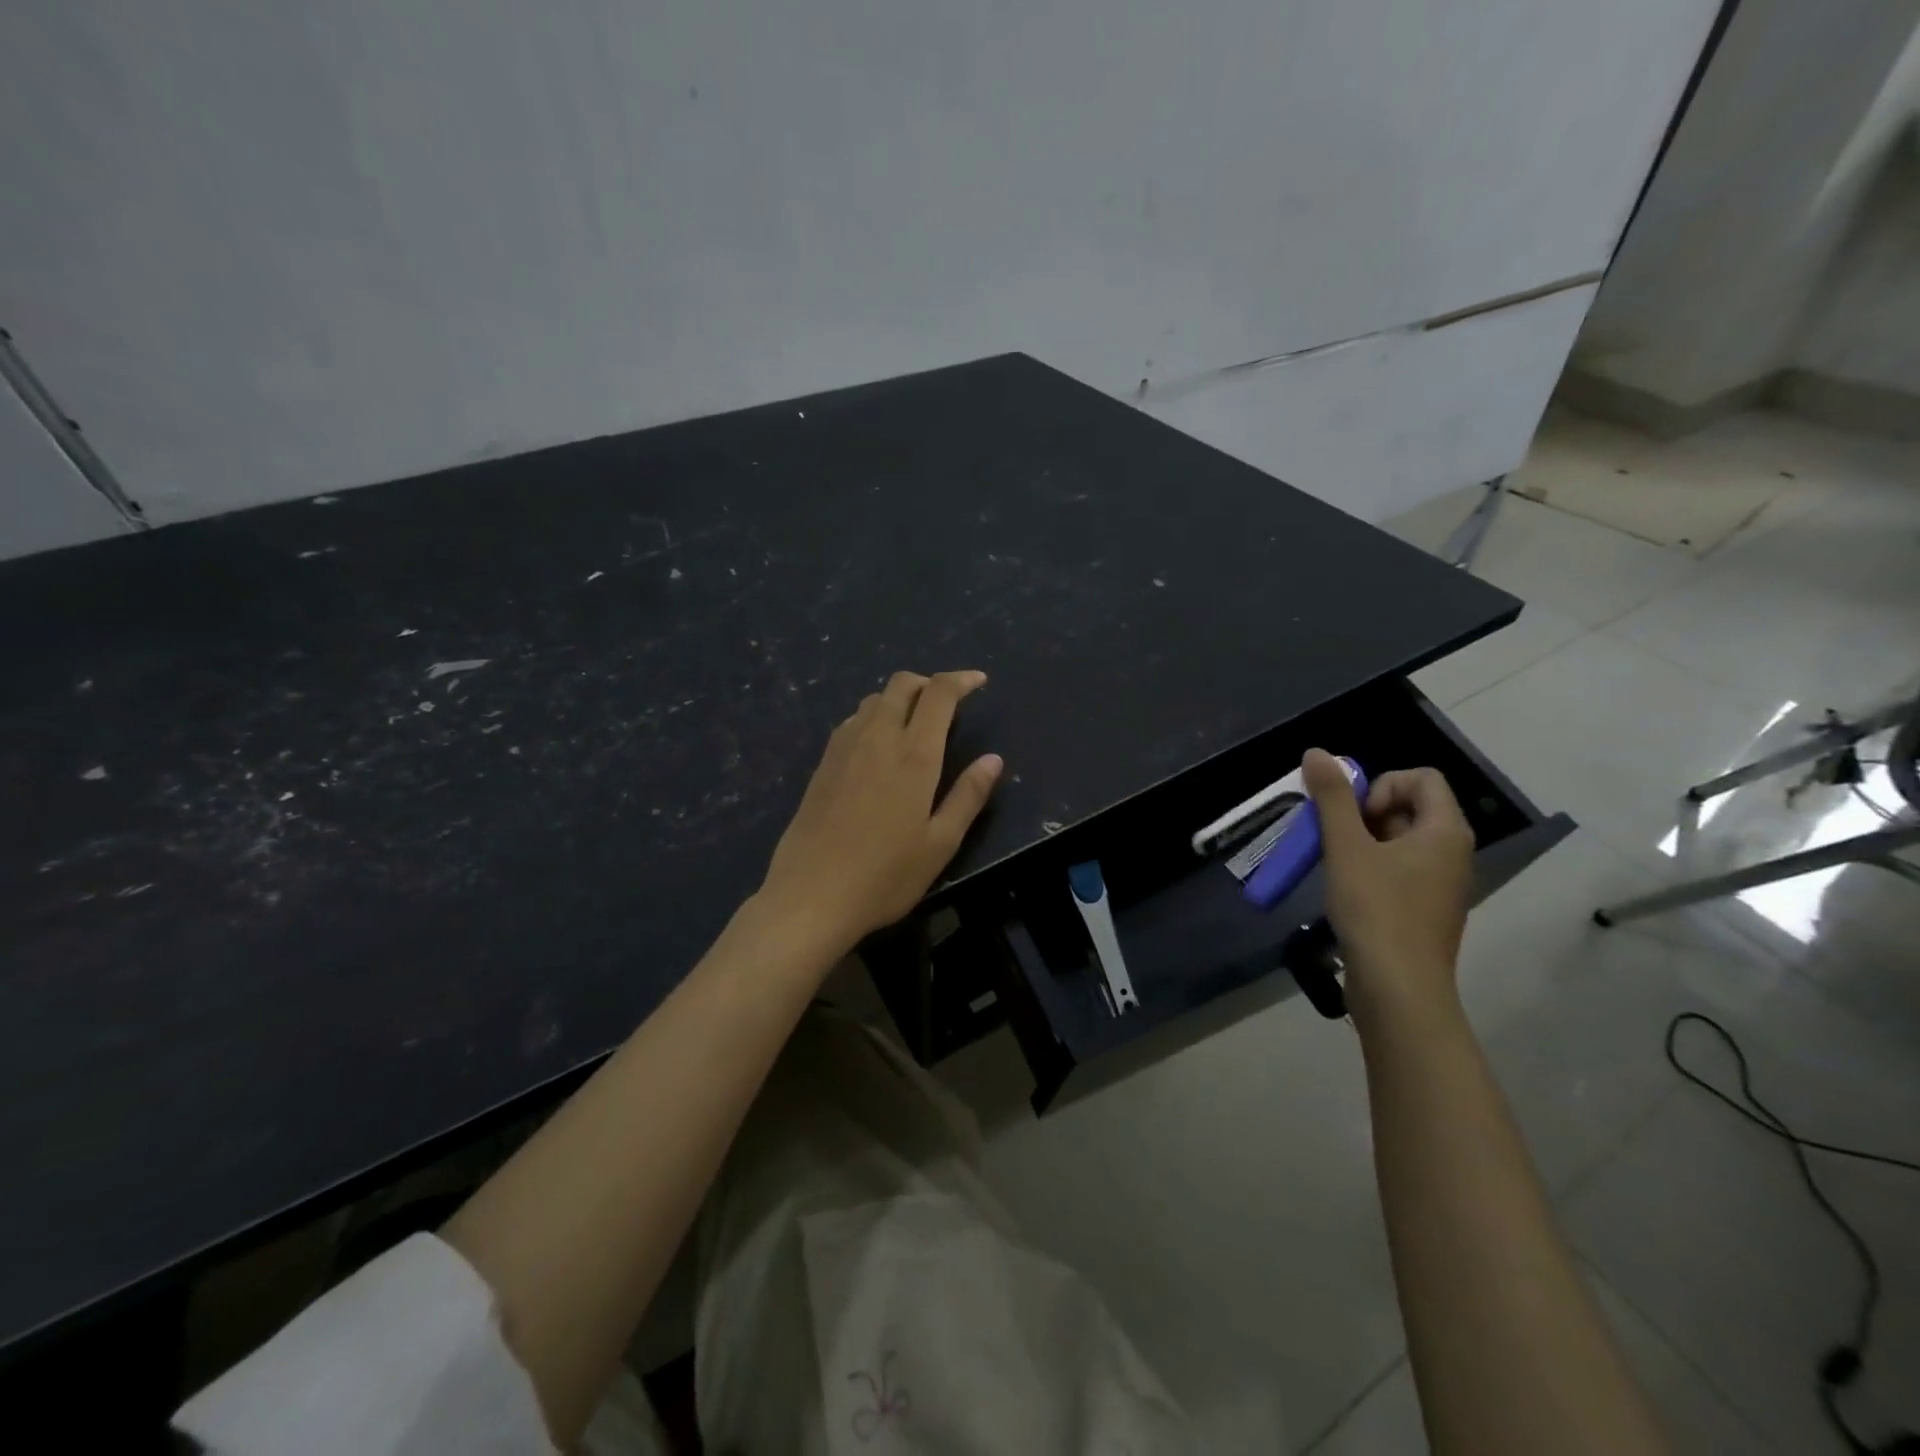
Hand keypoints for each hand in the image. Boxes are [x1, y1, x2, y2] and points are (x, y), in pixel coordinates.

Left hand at [756, 670, 1002, 954]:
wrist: (811, 896)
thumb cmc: (885, 876)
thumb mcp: (940, 843)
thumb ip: (968, 796)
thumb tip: (993, 759)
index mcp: (914, 755)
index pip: (939, 694)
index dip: (961, 680)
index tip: (979, 682)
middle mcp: (877, 739)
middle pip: (902, 684)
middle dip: (929, 682)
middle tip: (947, 704)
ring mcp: (844, 748)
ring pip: (874, 700)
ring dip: (899, 699)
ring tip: (915, 725)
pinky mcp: (822, 764)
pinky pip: (852, 721)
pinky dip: (874, 717)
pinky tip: (878, 747)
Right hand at [1301, 748, 1474, 1031]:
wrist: (1399, 989)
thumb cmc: (1376, 910)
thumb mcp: (1346, 847)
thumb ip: (1332, 797)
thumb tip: (1317, 752)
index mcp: (1445, 831)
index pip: (1422, 777)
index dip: (1382, 785)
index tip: (1357, 817)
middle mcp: (1452, 852)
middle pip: (1410, 806)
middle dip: (1365, 813)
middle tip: (1338, 839)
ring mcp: (1441, 884)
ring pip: (1400, 840)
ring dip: (1363, 841)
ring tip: (1337, 865)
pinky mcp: (1425, 909)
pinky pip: (1400, 869)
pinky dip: (1371, 868)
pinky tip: (1348, 890)